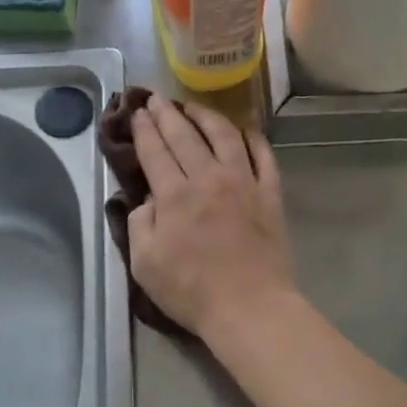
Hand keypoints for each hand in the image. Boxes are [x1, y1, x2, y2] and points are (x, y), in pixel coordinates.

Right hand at [127, 93, 294, 339]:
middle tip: (156, 99)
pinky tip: (244, 131)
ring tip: (193, 106)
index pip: (155, 151)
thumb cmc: (191, 291)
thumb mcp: (144, 264)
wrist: (250, 307)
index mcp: (174, 195)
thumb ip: (140, 224)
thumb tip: (146, 200)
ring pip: (224, 136)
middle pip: (185, 136)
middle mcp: (208, 178)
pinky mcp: (270, 194)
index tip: (136, 113)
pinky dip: (253, 139)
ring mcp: (244, 183)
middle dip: (167, 114)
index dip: (143, 129)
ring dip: (206, 116)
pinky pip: (263, 156)